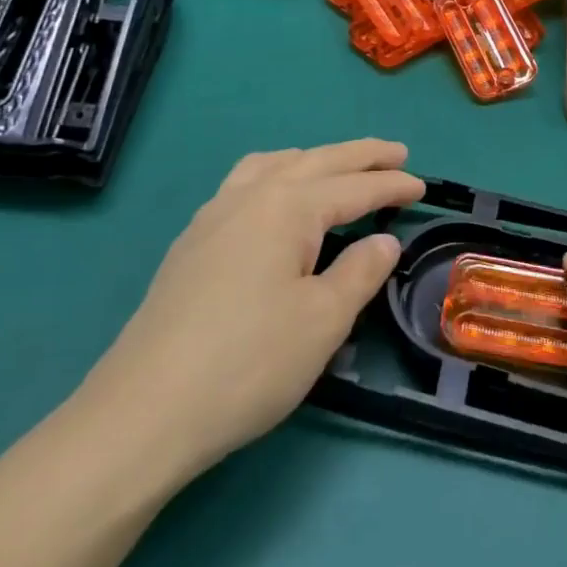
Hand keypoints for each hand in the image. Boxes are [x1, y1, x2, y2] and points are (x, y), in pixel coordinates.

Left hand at [81, 140, 423, 485]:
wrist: (143, 413)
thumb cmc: (248, 363)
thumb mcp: (323, 320)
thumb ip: (360, 272)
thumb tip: (383, 242)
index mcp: (286, 208)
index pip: (352, 187)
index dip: (391, 185)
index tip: (423, 186)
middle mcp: (248, 198)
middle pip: (315, 162)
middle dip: (359, 156)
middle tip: (396, 153)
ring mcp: (212, 218)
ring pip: (272, 166)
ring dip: (312, 160)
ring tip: (336, 168)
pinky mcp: (190, 245)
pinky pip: (243, 185)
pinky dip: (275, 176)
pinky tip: (274, 204)